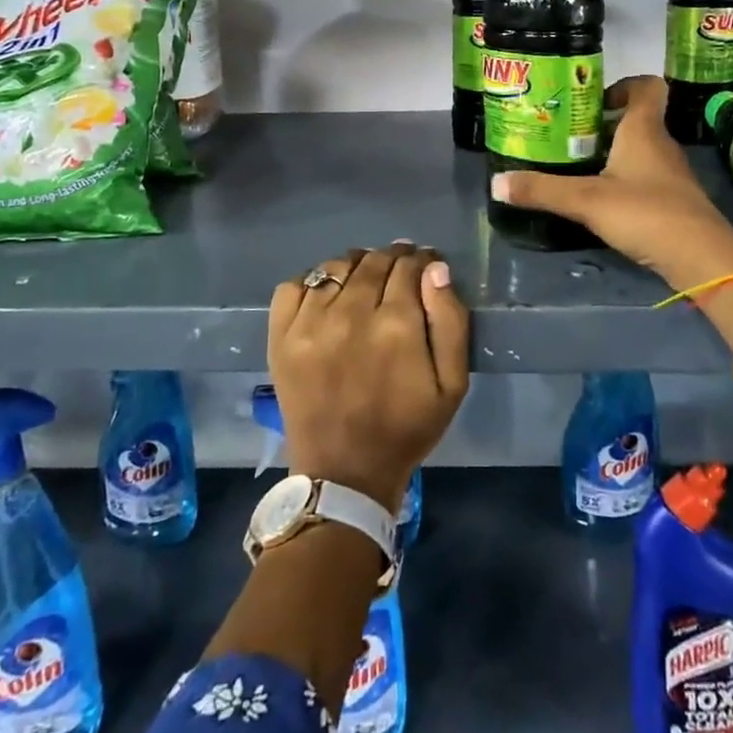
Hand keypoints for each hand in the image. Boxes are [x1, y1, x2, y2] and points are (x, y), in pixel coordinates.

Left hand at [268, 243, 469, 512]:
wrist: (344, 474)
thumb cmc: (406, 429)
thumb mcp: (452, 384)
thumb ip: (450, 321)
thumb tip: (436, 268)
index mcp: (397, 325)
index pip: (409, 266)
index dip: (421, 260)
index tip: (426, 264)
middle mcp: (351, 314)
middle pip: (374, 261)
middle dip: (392, 258)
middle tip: (399, 269)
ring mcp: (310, 323)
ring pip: (336, 266)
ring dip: (356, 265)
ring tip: (365, 280)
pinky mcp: (281, 336)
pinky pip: (294, 285)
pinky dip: (313, 282)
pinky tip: (328, 296)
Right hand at [491, 76, 732, 288]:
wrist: (701, 259)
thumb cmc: (645, 212)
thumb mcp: (586, 200)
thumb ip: (542, 191)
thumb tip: (496, 183)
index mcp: (644, 130)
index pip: (647, 87)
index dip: (624, 85)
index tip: (593, 100)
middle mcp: (661, 145)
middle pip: (637, 120)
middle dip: (603, 124)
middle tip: (567, 135)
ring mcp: (671, 174)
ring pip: (640, 151)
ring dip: (612, 153)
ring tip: (576, 166)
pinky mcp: (673, 201)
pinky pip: (645, 178)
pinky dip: (623, 180)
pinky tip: (600, 199)